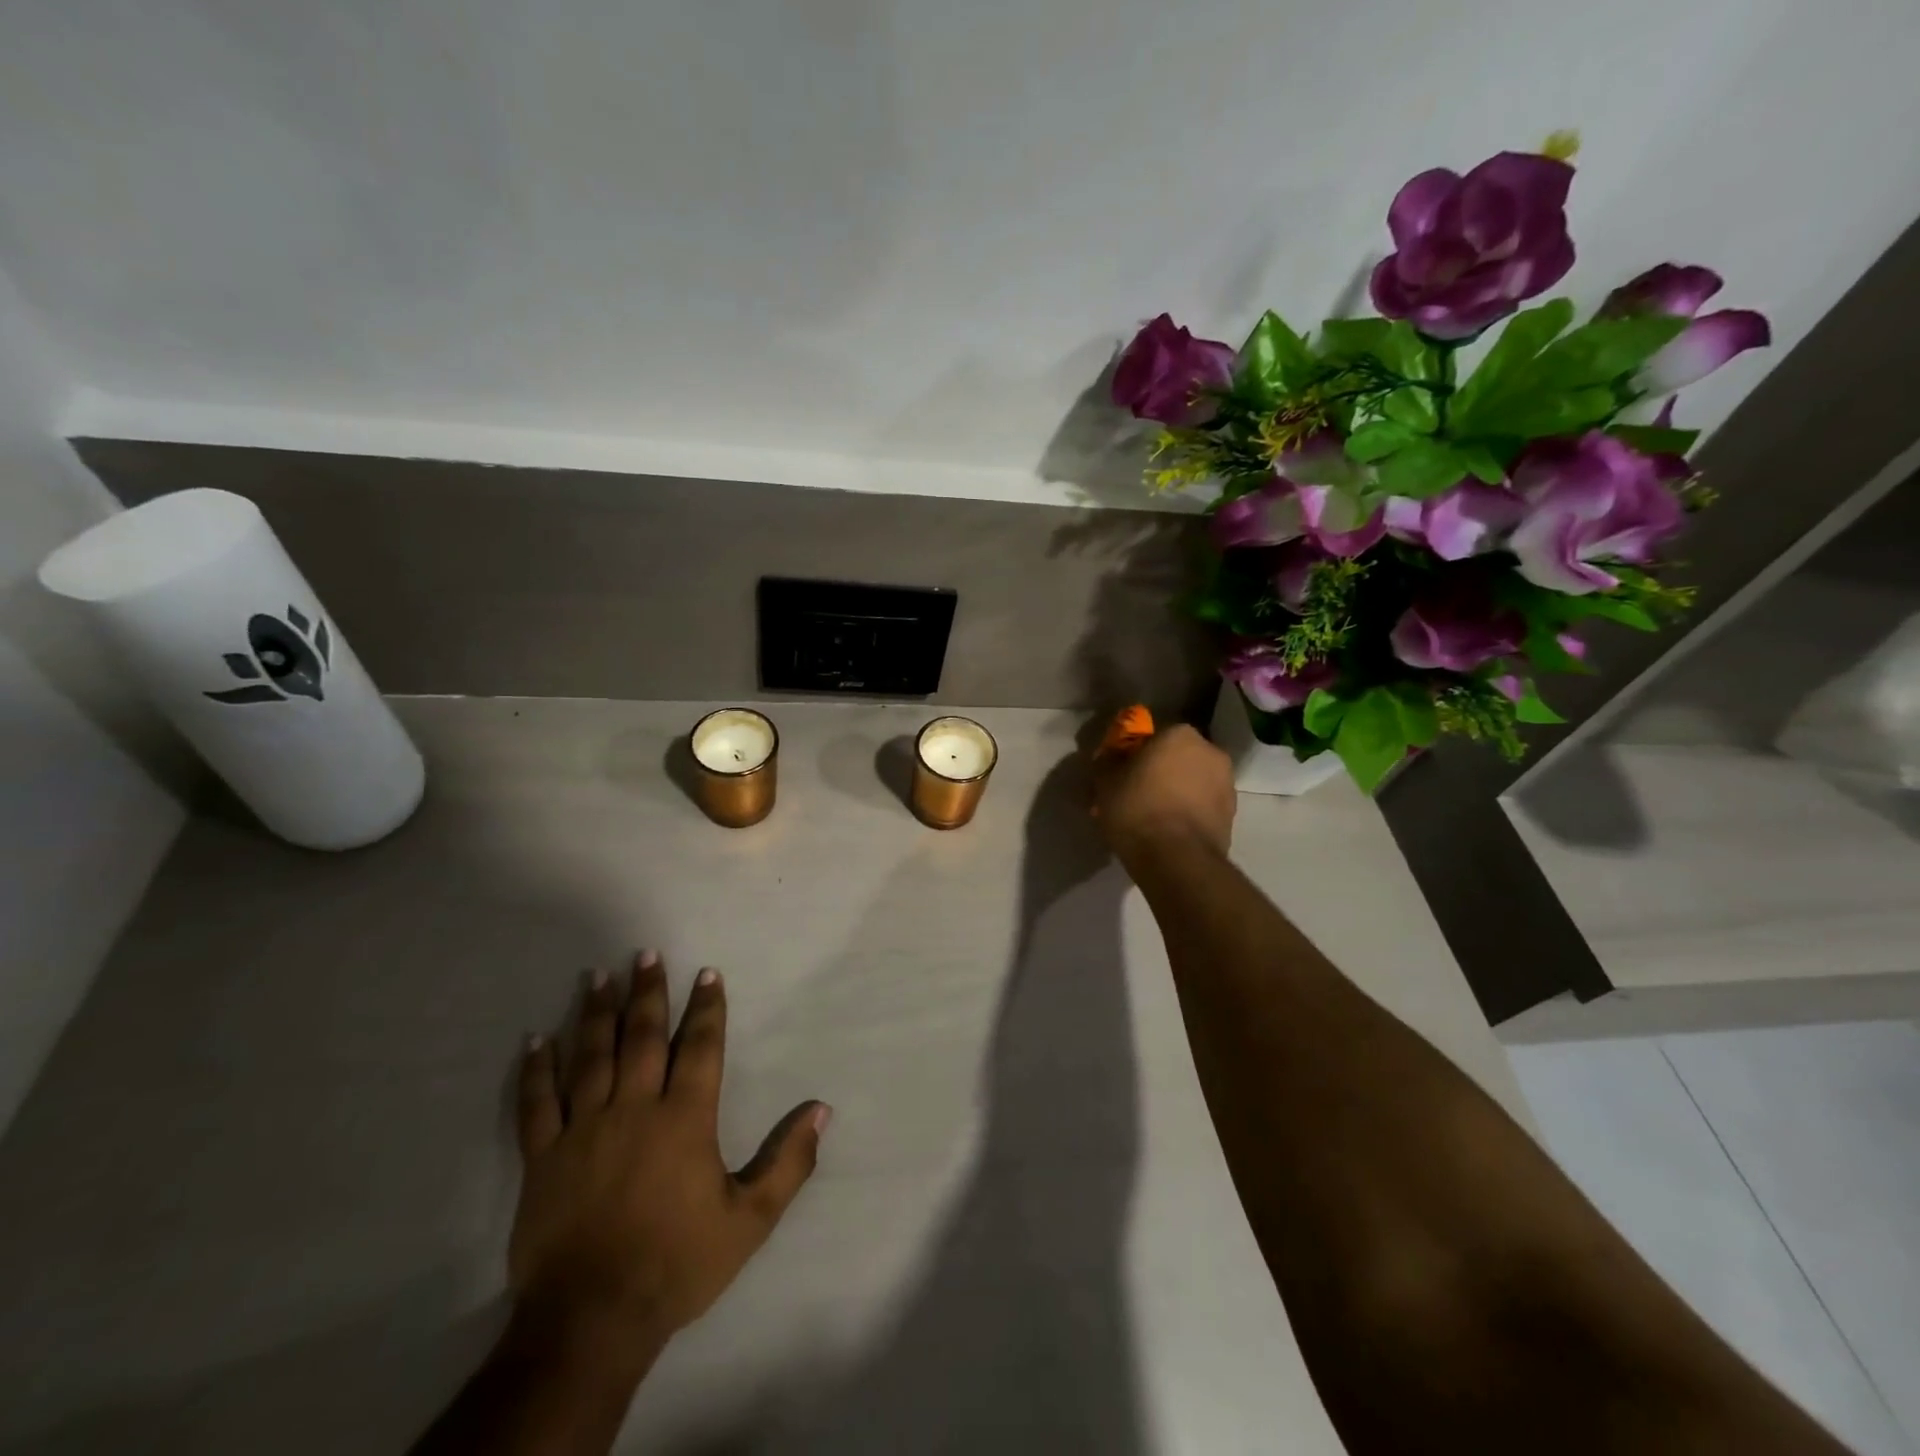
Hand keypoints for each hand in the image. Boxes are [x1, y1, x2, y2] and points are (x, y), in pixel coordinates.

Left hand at [510, 952, 828, 1349]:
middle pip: (641, 1037)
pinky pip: (538, 1103)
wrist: (592, 1320)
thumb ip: (789, 1162)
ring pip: (590, 1056)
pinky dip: (536, 1069)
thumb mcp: (750, 1219)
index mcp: (684, 1118)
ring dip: (595, 1013)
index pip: (699, 1047)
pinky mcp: (543, 1157)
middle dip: (646, 992)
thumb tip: (822, 1110)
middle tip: (644, 953)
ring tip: (598, 975)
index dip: (706, 1007)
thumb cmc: (677, 1263)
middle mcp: (634, 1108)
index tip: (707, 973)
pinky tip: (536, 1039)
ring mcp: (584, 1129)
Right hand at [1093, 723, 1236, 869]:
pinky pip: (1201, 807)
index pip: (1153, 736)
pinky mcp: (1231, 816)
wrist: (1177, 859)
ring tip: (1152, 818)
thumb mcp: (1105, 781)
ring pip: (1191, 783)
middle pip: (1176, 758)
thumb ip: (1107, 761)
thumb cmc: (1138, 809)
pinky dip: (1187, 813)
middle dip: (1158, 772)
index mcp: (1180, 734)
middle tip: (1135, 795)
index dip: (1134, 754)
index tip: (1121, 773)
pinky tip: (1168, 832)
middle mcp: (1210, 752)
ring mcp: (1226, 784)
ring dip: (1175, 793)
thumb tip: (1111, 756)